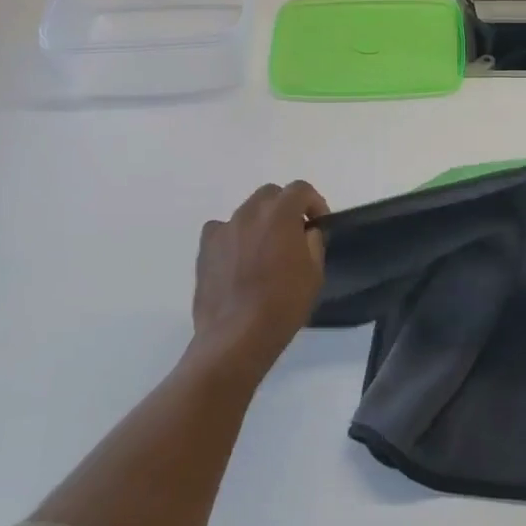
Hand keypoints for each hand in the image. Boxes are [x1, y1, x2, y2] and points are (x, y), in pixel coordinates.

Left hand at [190, 182, 329, 379]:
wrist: (236, 336)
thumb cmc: (283, 304)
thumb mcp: (314, 273)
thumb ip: (313, 242)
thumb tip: (307, 231)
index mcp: (280, 213)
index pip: (300, 189)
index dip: (314, 202)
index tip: (319, 224)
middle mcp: (249, 212)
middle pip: (271, 195)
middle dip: (286, 207)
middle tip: (294, 234)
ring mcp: (224, 228)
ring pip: (247, 211)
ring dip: (261, 222)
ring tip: (265, 250)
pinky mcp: (205, 248)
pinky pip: (223, 230)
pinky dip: (235, 236)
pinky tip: (239, 259)